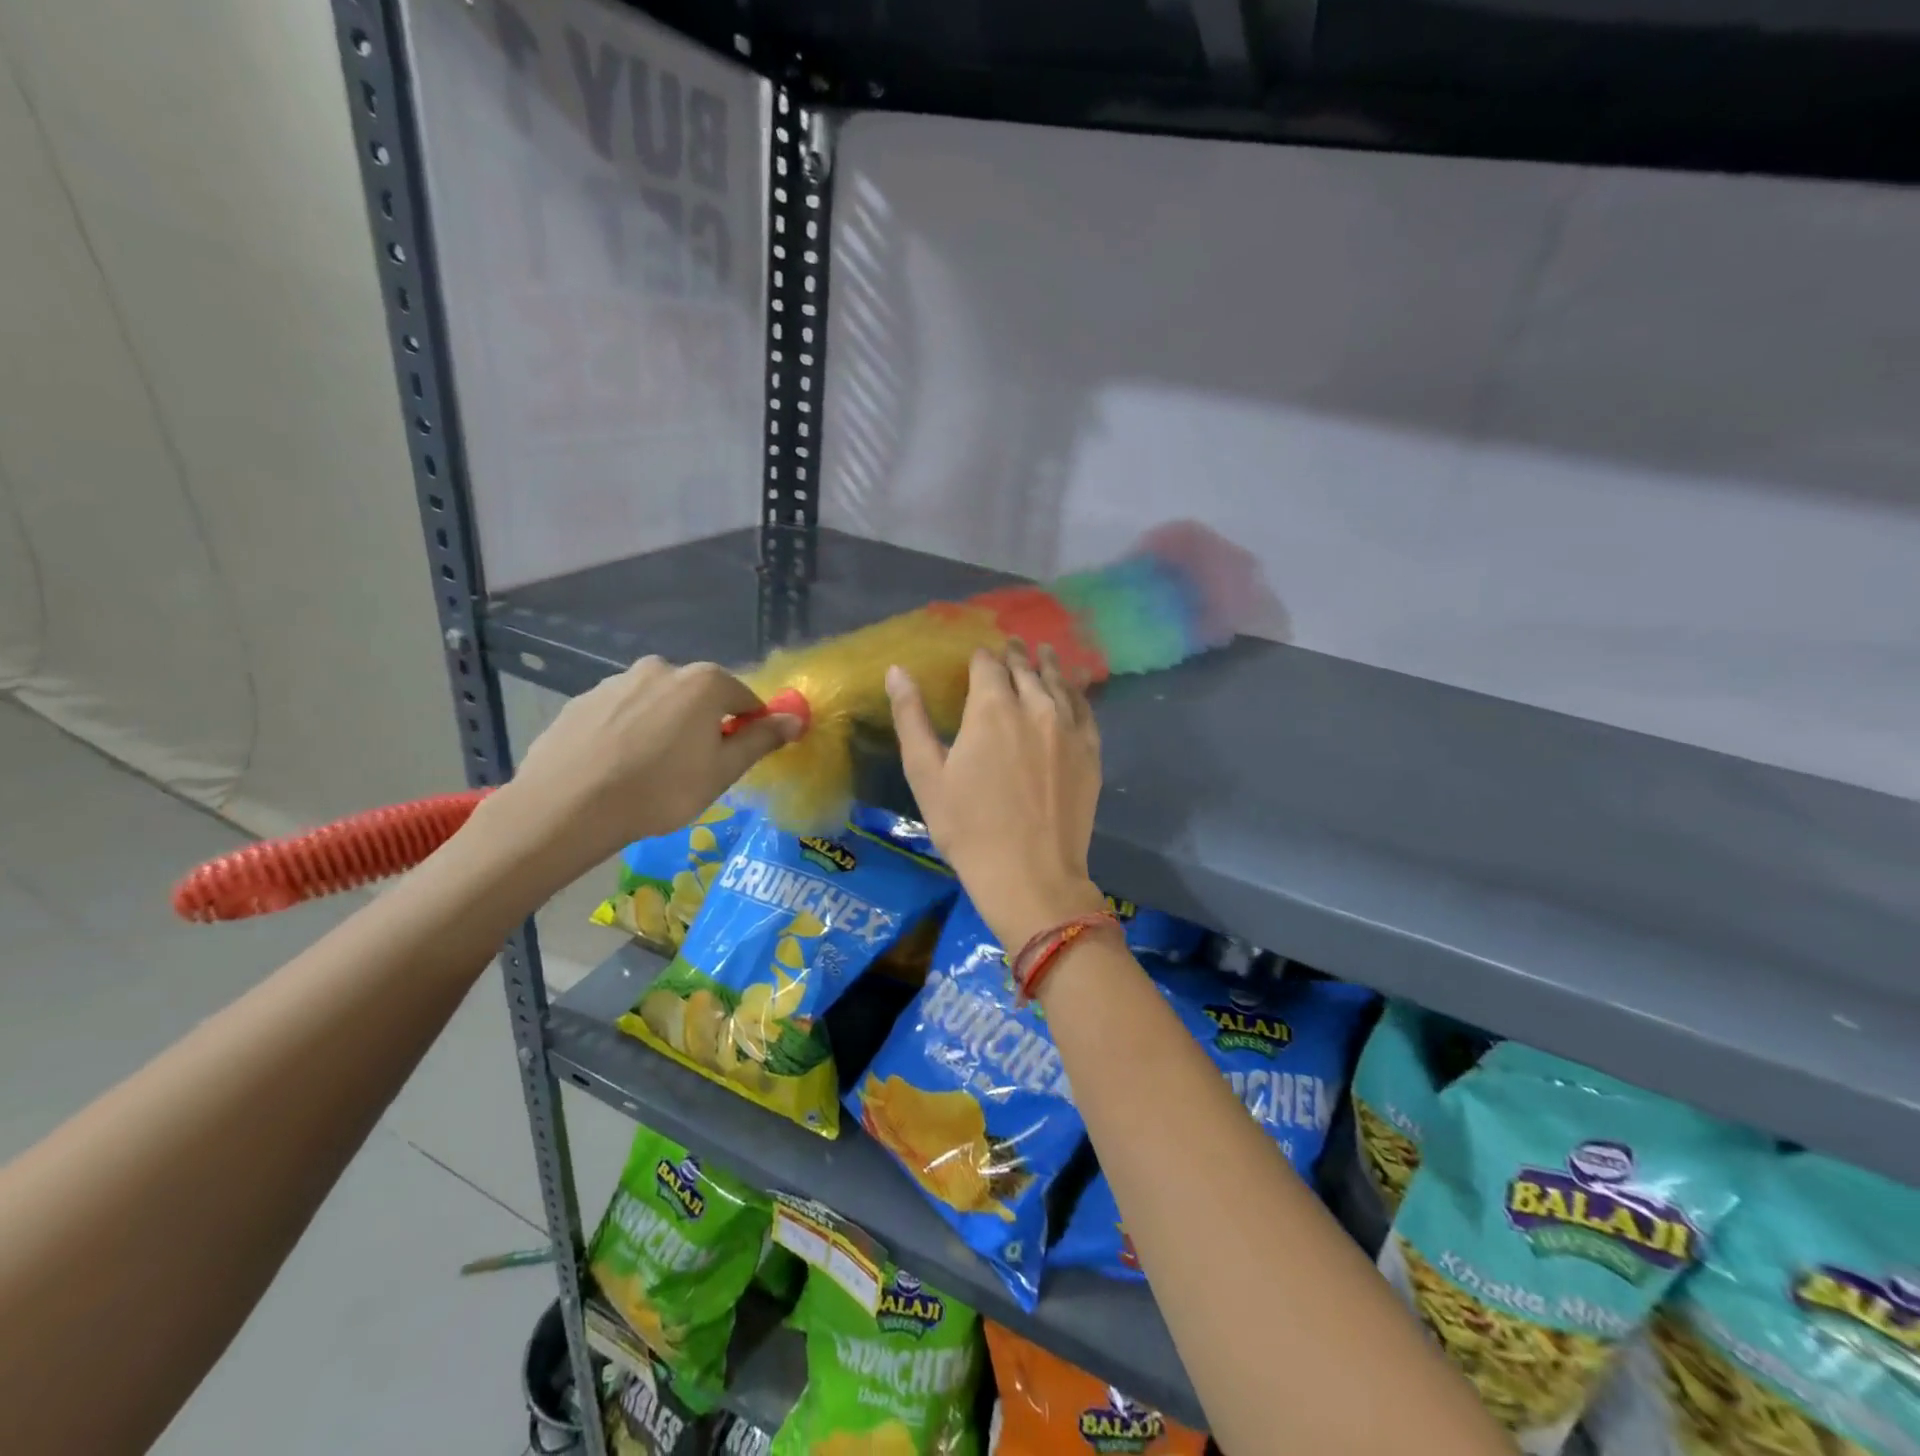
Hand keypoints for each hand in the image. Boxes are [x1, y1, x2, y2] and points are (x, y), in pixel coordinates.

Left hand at [482, 658, 801, 881]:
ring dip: (664, 727)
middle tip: (692, 769)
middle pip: (699, 697)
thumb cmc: (661, 790)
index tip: (735, 760)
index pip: (745, 699)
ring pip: (658, 704)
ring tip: (649, 771)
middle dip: (704, 725)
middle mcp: (662, 668)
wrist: (568, 806)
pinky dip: (627, 733)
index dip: (748, 729)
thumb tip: (796, 718)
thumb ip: (761, 739)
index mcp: (704, 682)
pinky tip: (617, 767)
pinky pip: (621, 714)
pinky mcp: (582, 700)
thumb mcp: (723, 771)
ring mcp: (617, 681)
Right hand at [888, 643, 1105, 948]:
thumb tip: (896, 671)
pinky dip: (1076, 691)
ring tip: (1043, 651)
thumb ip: (911, 717)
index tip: (977, 656)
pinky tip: (1073, 686)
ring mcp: (1069, 728)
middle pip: (1024, 669)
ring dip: (1047, 665)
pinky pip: (1085, 708)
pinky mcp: (1091, 751)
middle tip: (1011, 644)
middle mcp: (1035, 706)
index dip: (980, 657)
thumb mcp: (926, 774)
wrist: (1030, 874)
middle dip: (1014, 655)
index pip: (987, 665)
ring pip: (1058, 682)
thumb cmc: (968, 827)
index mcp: (991, 708)